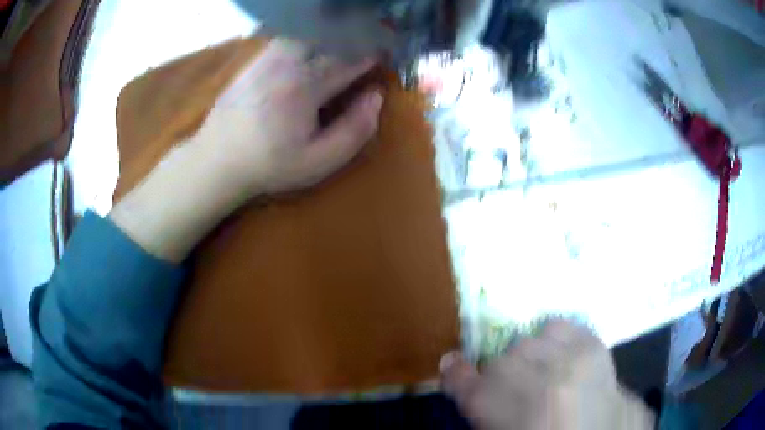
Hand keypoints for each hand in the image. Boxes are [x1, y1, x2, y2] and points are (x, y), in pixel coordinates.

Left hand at [110, 39, 382, 261]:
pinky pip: (286, 38)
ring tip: (342, 40)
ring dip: (328, 34)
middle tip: (368, 41)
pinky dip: (305, 37)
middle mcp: (286, 63)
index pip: (349, 59)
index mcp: (306, 87)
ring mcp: (266, 59)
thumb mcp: (319, 161)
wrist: (216, 161)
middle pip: (329, 38)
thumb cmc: (270, 166)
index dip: (372, 53)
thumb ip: (354, 130)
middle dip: (353, 37)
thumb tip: (376, 97)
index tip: (386, 51)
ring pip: (306, 33)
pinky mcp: (253, 61)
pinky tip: (310, 46)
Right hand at [440, 320, 653, 429]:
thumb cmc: (550, 428)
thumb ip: (484, 408)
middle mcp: (534, 384)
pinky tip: (563, 357)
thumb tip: (455, 369)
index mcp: (509, 413)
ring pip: (528, 342)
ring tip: (545, 377)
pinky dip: (557, 339)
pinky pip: (561, 327)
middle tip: (518, 394)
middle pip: (500, 362)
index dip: (457, 375)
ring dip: (530, 359)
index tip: (453, 369)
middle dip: (503, 376)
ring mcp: (567, 361)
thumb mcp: (508, 425)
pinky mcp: (594, 345)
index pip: (465, 383)